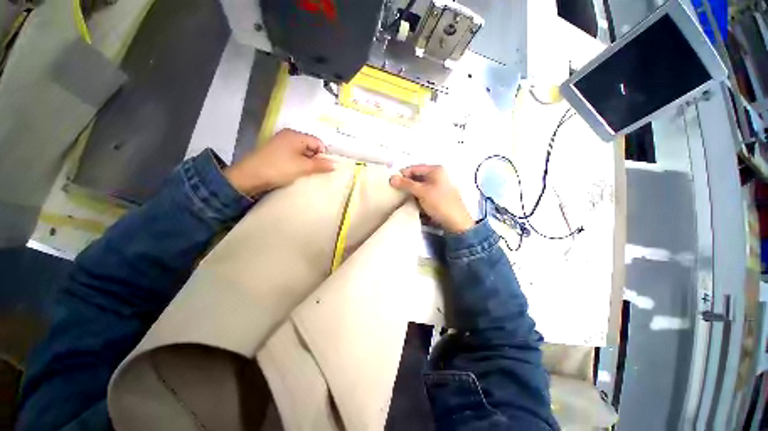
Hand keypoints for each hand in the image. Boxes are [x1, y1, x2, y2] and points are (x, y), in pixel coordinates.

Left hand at [224, 129, 334, 195]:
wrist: (249, 176)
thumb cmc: (279, 168)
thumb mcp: (302, 167)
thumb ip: (320, 165)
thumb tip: (334, 165)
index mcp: (296, 135)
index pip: (318, 142)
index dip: (323, 155)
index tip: (323, 168)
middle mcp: (288, 135)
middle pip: (310, 145)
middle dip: (315, 158)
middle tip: (314, 171)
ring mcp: (280, 143)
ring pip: (302, 151)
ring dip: (306, 162)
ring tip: (305, 173)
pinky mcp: (275, 151)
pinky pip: (293, 154)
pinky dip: (297, 162)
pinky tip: (296, 171)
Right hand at [389, 165, 473, 233]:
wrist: (456, 222)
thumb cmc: (439, 203)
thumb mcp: (421, 192)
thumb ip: (406, 184)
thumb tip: (391, 178)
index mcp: (436, 170)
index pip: (414, 168)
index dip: (402, 174)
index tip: (391, 183)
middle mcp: (437, 175)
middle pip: (416, 177)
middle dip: (406, 183)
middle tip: (394, 190)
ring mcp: (438, 186)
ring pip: (419, 186)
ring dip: (410, 191)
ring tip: (400, 197)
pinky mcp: (437, 196)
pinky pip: (423, 193)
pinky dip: (416, 196)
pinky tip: (410, 202)